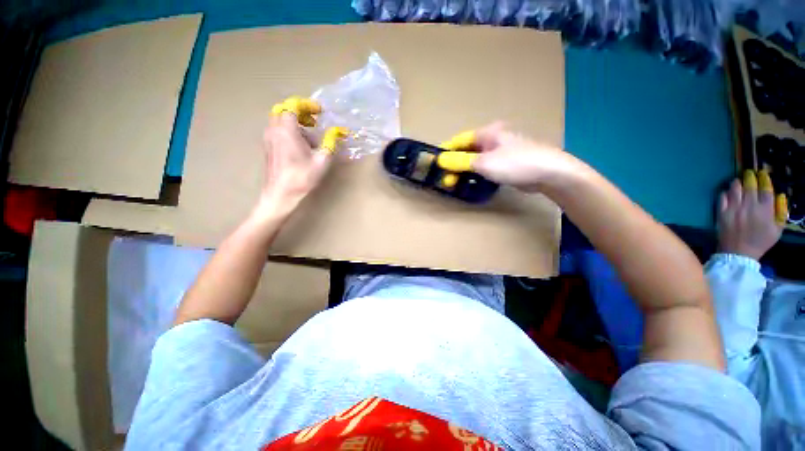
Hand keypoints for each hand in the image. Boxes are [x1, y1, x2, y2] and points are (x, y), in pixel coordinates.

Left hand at [257, 112, 331, 216]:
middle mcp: (274, 130)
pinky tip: (301, 147)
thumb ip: (330, 142)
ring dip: (295, 123)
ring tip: (310, 138)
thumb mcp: (322, 160)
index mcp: (287, 130)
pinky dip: (289, 131)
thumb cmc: (302, 177)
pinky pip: (277, 131)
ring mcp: (269, 139)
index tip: (319, 111)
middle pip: (284, 110)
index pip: (293, 106)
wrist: (280, 194)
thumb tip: (338, 131)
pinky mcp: (268, 147)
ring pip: (280, 121)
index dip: (307, 105)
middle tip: (314, 121)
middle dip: (300, 112)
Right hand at [444, 122, 586, 192]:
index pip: (460, 140)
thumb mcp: (484, 163)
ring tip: (455, 182)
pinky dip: (477, 174)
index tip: (436, 162)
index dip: (447, 151)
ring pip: (476, 160)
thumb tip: (441, 160)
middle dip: (455, 164)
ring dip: (465, 170)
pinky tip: (472, 182)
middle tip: (446, 178)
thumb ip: (461, 162)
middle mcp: (494, 139)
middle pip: (467, 150)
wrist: (549, 172)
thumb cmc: (514, 163)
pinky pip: (486, 167)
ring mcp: (502, 151)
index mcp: (487, 133)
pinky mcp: (507, 163)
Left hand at [717, 170, 783, 260]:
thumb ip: (781, 212)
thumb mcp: (777, 230)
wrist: (738, 253)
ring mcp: (734, 209)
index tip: (763, 174)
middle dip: (750, 177)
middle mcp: (749, 207)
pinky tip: (728, 192)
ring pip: (735, 189)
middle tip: (749, 173)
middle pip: (750, 186)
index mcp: (765, 210)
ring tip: (739, 181)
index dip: (764, 179)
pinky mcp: (722, 213)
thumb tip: (780, 196)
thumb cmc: (760, 242)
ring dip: (737, 183)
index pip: (765, 189)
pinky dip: (725, 193)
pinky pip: (722, 198)